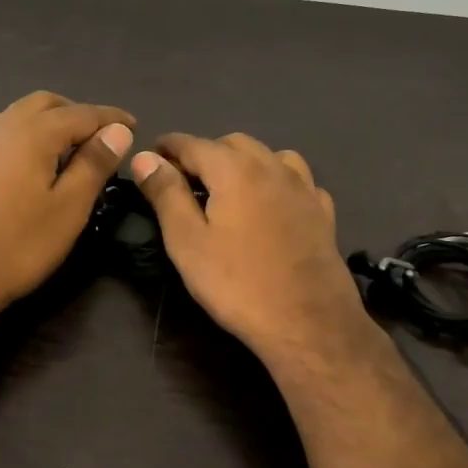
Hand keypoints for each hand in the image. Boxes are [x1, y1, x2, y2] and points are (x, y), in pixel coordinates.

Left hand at [0, 91, 134, 325]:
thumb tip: (117, 130)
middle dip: (73, 112)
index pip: (82, 113)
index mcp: (34, 133)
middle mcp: (0, 127)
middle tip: (96, 135)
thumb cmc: (18, 244)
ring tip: (58, 148)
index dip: (110, 117)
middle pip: (43, 104)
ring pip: (11, 118)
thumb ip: (94, 164)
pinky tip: (6, 164)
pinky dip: (6, 144)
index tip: (133, 125)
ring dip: (39, 123)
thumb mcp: (69, 208)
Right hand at [131, 134, 374, 369]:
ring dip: (244, 162)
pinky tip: (272, 204)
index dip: (167, 147)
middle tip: (184, 180)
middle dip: (205, 153)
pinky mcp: (323, 212)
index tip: (150, 156)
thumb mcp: (188, 242)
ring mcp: (304, 188)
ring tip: (229, 188)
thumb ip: (166, 194)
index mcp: (234, 169)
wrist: (309, 324)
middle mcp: (272, 166)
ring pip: (270, 156)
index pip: (192, 143)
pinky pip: (297, 181)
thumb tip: (144, 157)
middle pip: (233, 143)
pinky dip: (277, 182)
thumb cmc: (238, 284)